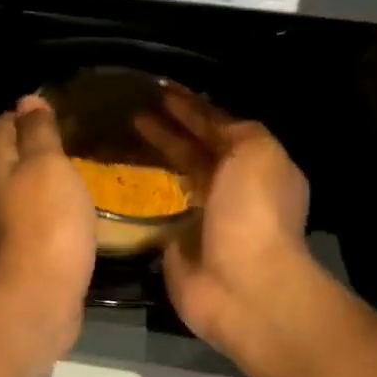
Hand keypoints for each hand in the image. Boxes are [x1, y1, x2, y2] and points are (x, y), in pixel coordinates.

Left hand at [0, 95, 95, 349]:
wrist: (40, 295)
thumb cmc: (46, 222)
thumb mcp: (47, 165)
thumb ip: (38, 132)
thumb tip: (27, 100)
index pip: (4, 122)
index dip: (31, 112)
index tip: (65, 109)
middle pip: (13, 154)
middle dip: (41, 143)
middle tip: (80, 136)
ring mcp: (8, 221)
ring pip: (28, 186)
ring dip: (50, 176)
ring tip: (85, 165)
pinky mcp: (27, 247)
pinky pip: (41, 214)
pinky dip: (57, 204)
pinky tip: (79, 204)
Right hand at [135, 87, 314, 357]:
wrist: (241, 285)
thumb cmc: (253, 212)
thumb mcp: (257, 152)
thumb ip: (235, 129)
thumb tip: (209, 120)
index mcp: (258, 167)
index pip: (221, 128)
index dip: (193, 108)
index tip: (160, 91)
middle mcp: (233, 191)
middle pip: (196, 152)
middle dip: (170, 130)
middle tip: (133, 111)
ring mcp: (204, 220)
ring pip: (176, 179)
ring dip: (154, 158)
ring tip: (122, 138)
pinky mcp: (177, 245)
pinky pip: (157, 212)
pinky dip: (141, 196)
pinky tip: (118, 178)